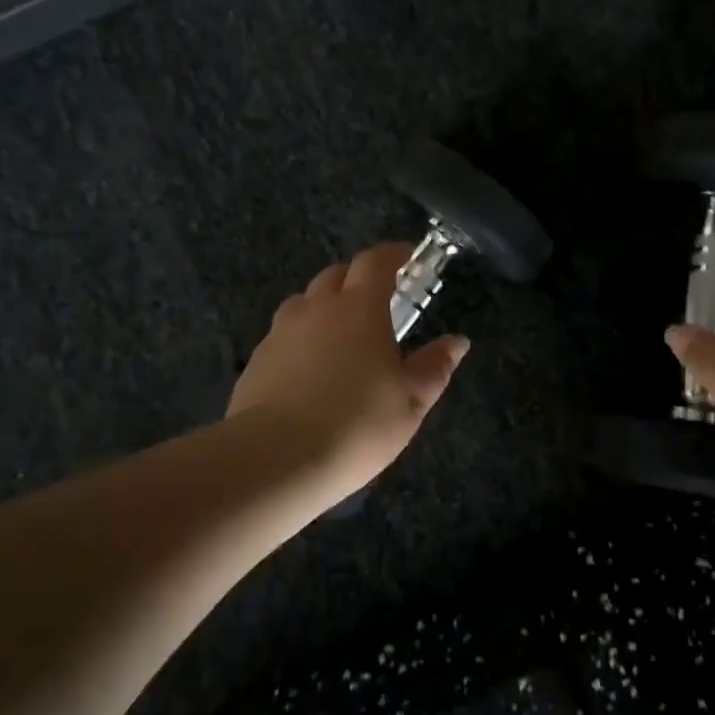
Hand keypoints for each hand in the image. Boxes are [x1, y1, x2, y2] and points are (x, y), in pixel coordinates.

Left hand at [228, 244, 469, 505]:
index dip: (394, 255)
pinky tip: (311, 372)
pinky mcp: (256, 361)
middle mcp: (315, 309)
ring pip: (305, 303)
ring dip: (325, 307)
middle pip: (336, 275)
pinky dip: (302, 339)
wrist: (275, 459)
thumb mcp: (410, 401)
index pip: (375, 262)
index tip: (409, 258)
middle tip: (379, 302)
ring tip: (342, 337)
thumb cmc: (356, 424)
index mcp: (358, 308)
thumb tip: (457, 341)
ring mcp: (280, 333)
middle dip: (358, 279)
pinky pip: (284, 335)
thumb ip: (434, 367)